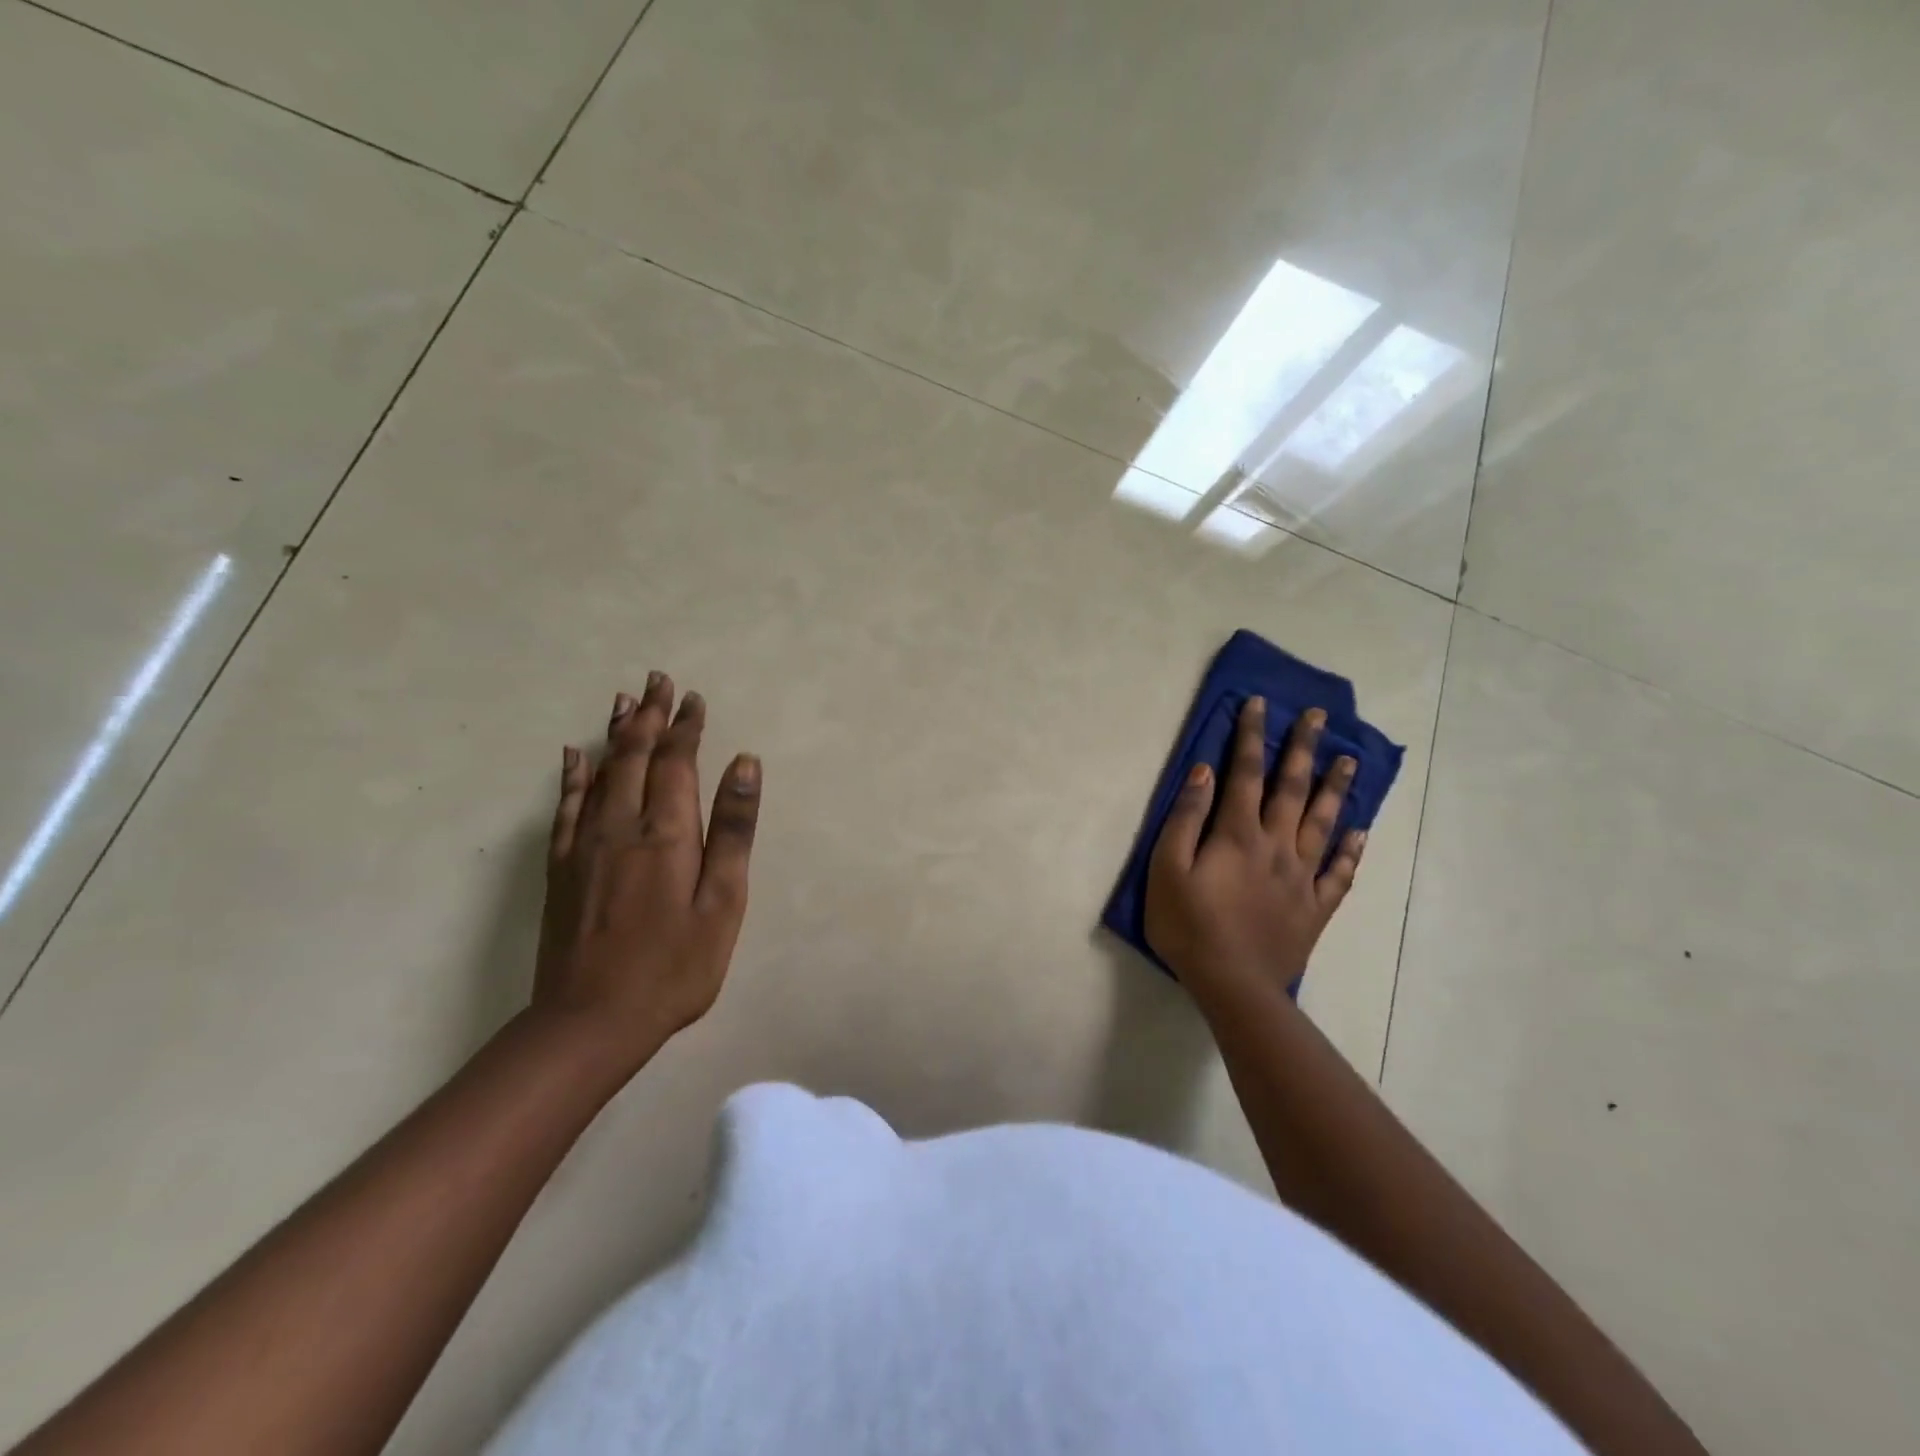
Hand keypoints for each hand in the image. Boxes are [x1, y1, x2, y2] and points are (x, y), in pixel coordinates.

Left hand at [534, 672, 761, 1069]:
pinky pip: (565, 805)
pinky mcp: (562, 867)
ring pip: (601, 772)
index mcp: (666, 832)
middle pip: (636, 755)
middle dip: (650, 716)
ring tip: (624, 700)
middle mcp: (621, 825)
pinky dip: (572, 775)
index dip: (686, 727)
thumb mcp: (723, 902)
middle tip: (658, 680)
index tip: (694, 698)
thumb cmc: (674, 966)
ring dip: (616, 734)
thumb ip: (733, 831)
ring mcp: (584, 844)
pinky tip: (574, 755)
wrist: (590, 1021)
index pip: (676, 762)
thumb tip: (744, 764)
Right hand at [1144, 696, 1365, 1002]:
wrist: (1233, 985)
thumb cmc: (1189, 926)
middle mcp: (1277, 846)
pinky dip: (1351, 851)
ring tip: (1349, 759)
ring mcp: (1301, 877)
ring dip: (1336, 788)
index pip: (1246, 773)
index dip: (1252, 736)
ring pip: (1324, 823)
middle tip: (1319, 716)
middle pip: (1292, 788)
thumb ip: (1185, 819)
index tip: (1260, 704)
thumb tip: (1204, 772)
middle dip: (1302, 748)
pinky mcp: (1314, 908)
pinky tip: (1360, 832)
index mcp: (1238, 835)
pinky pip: (1339, 873)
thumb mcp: (1167, 869)